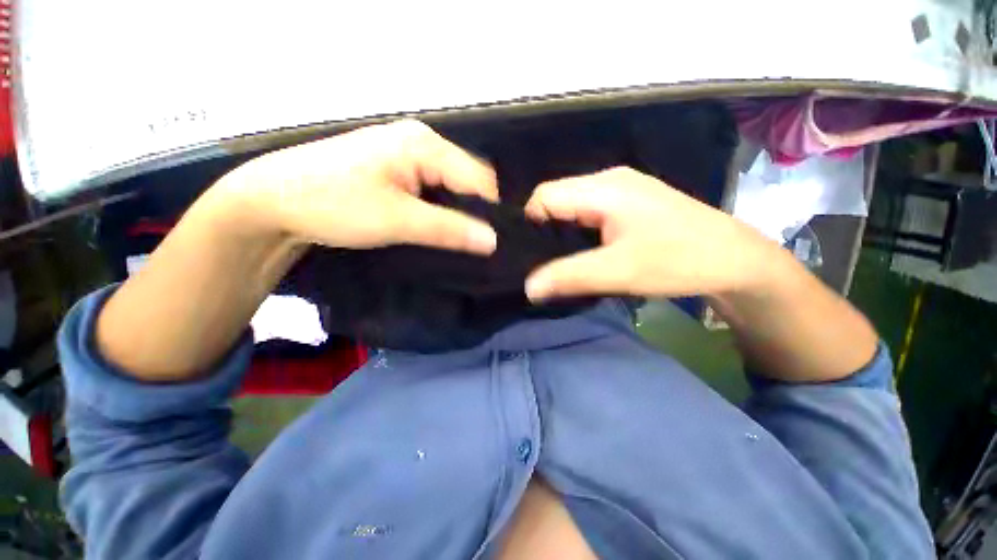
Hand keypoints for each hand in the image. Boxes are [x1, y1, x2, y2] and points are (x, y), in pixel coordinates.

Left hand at [218, 120, 498, 254]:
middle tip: (471, 242)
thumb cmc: (333, 204)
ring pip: (450, 184)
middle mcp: (421, 142)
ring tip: (455, 237)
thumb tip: (493, 241)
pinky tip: (434, 224)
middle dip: (473, 210)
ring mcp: (407, 153)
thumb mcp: (397, 220)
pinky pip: (433, 187)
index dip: (489, 211)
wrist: (272, 201)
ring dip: (456, 210)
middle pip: (467, 179)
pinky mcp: (396, 167)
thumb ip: (449, 229)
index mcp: (425, 145)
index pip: (479, 179)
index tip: (488, 242)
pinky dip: (439, 207)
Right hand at [523, 167, 777, 300]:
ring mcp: (621, 189)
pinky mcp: (629, 202)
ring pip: (571, 206)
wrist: (735, 260)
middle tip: (543, 261)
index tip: (530, 255)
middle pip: (556, 198)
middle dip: (544, 229)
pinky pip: (588, 211)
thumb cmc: (679, 260)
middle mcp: (608, 180)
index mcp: (603, 188)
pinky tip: (584, 251)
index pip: (544, 196)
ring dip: (561, 232)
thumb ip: (569, 277)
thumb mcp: (619, 272)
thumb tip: (528, 287)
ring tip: (561, 259)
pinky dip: (578, 231)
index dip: (530, 224)